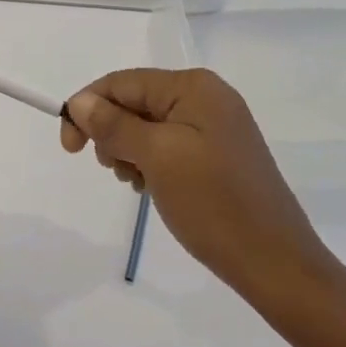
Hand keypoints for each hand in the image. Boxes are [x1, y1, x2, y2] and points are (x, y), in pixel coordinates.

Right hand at [60, 69, 337, 304]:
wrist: (276, 264)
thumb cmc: (214, 205)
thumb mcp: (157, 158)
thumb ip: (115, 125)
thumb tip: (80, 101)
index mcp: (194, 86)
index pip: (122, 82)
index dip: (88, 108)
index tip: (69, 149)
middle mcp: (206, 96)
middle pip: (135, 101)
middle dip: (112, 132)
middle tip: (116, 171)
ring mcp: (215, 126)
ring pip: (148, 125)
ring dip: (130, 150)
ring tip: (138, 183)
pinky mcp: (218, 153)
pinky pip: (168, 144)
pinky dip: (150, 162)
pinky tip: (153, 188)